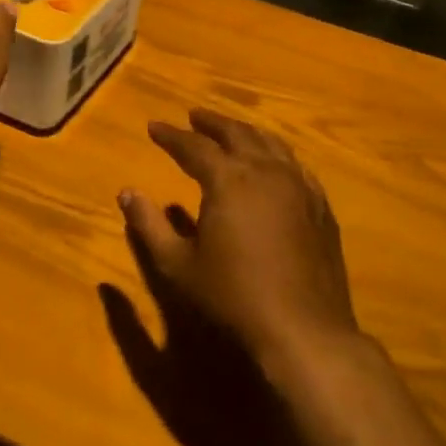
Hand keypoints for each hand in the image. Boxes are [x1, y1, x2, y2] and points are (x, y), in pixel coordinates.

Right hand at [119, 108, 359, 364]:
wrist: (303, 329)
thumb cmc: (232, 296)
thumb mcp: (178, 265)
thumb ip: (149, 225)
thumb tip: (126, 193)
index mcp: (228, 179)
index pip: (193, 146)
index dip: (171, 136)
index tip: (154, 126)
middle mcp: (265, 170)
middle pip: (236, 133)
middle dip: (211, 123)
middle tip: (194, 116)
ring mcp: (298, 185)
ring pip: (269, 143)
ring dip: (245, 132)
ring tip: (231, 130)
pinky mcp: (319, 204)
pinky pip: (295, 165)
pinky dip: (276, 154)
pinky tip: (273, 162)